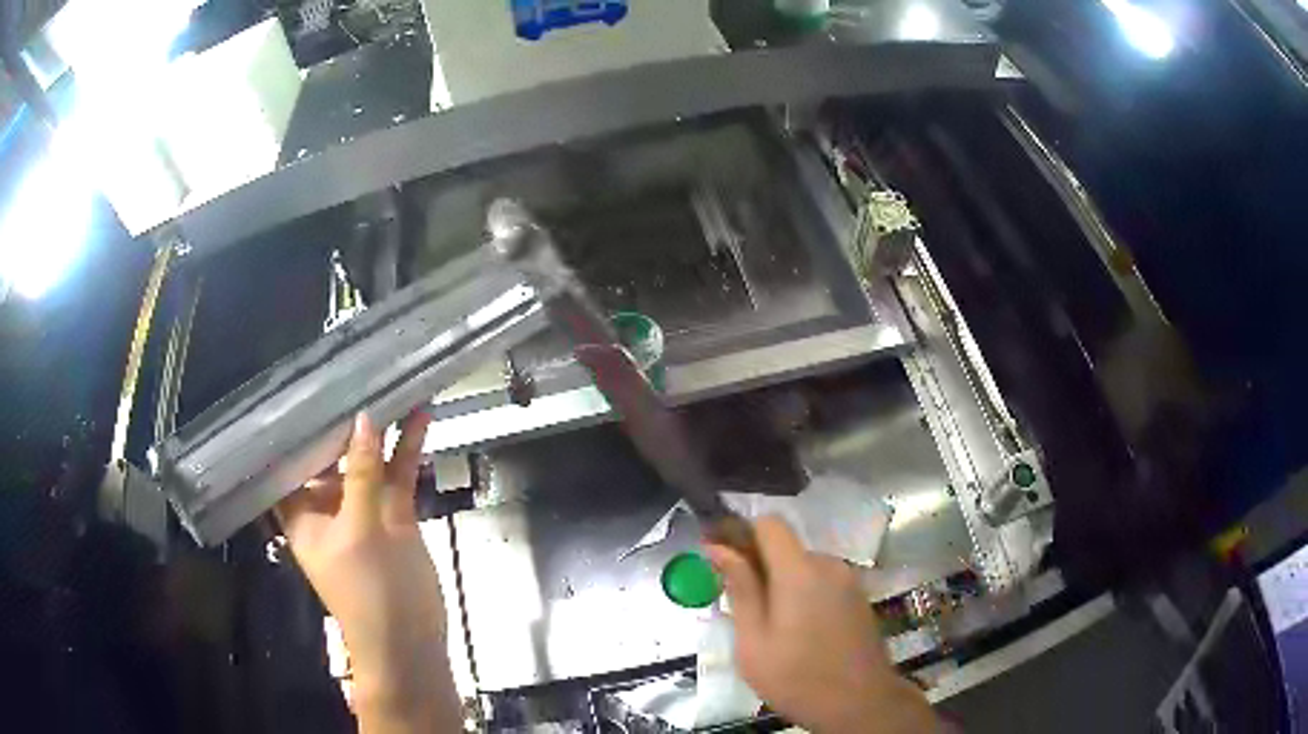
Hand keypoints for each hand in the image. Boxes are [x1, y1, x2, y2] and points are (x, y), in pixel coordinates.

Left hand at [277, 411, 461, 732]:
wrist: (410, 641)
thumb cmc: (367, 591)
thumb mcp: (359, 530)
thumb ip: (361, 473)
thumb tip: (362, 419)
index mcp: (301, 513)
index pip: (287, 461)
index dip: (292, 427)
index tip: (303, 385)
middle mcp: (326, 505)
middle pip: (329, 455)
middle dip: (342, 419)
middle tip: (354, 370)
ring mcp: (362, 509)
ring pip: (368, 461)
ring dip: (381, 430)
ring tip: (393, 384)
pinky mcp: (393, 515)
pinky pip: (397, 475)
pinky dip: (407, 450)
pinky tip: (420, 418)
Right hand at [706, 517, 937, 733]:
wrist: (861, 703)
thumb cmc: (797, 678)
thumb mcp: (753, 641)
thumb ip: (739, 589)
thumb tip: (718, 548)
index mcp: (800, 571)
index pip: (769, 523)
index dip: (742, 533)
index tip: (721, 560)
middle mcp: (828, 564)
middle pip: (785, 546)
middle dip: (759, 566)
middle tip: (740, 606)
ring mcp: (848, 580)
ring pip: (803, 565)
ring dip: (781, 583)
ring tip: (769, 626)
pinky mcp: (858, 596)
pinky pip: (821, 581)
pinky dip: (803, 594)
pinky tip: (798, 631)